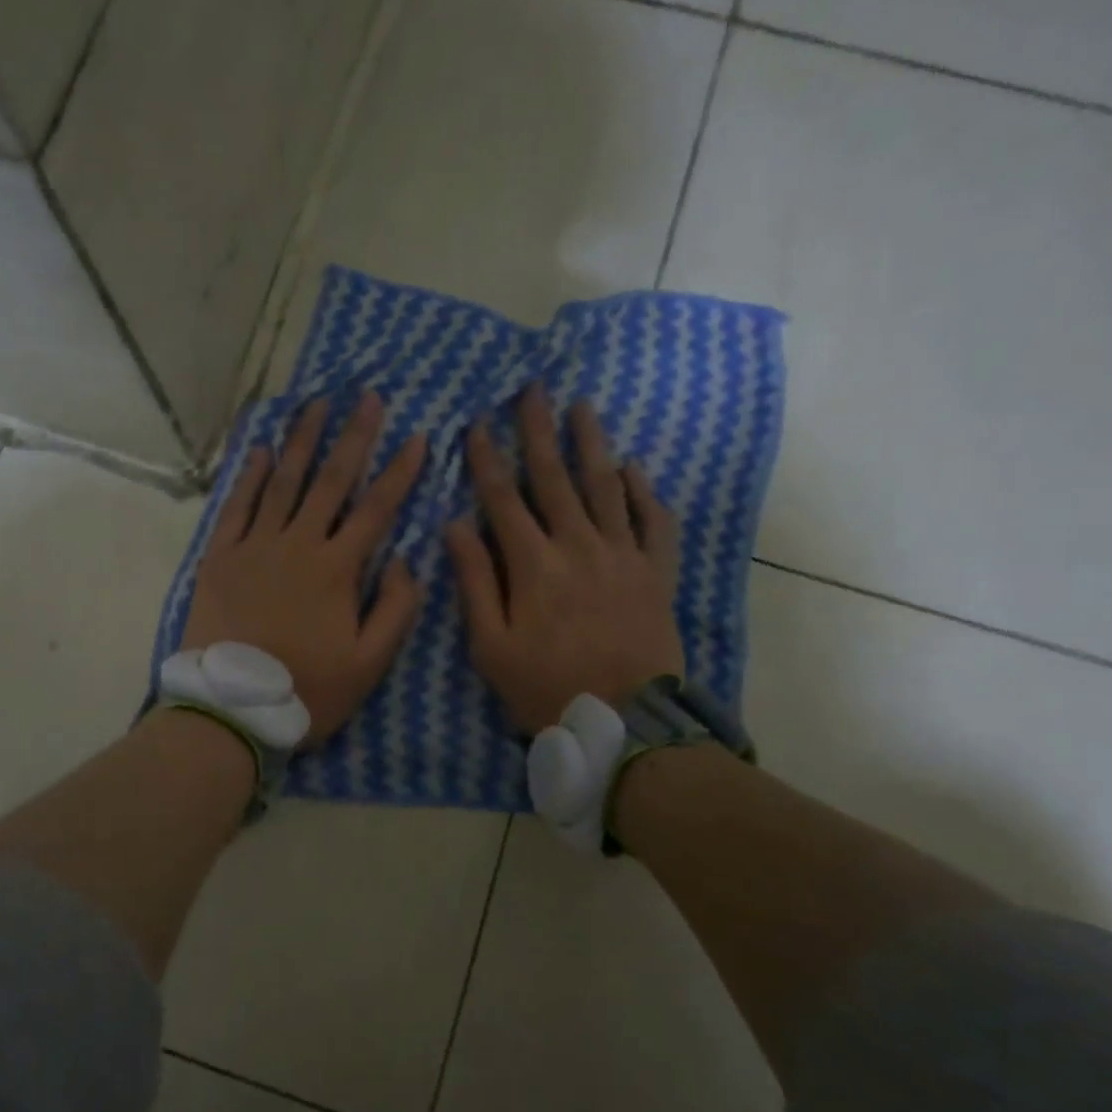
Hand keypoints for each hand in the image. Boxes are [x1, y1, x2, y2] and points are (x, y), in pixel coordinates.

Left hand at [182, 392, 427, 745]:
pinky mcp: (221, 557)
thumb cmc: (307, 690)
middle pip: (331, 481)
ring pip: (284, 482)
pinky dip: (250, 476)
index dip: (400, 472)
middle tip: (366, 396)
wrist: (232, 708)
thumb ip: (396, 608)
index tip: (419, 436)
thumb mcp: (370, 663)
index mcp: (337, 569)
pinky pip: (237, 506)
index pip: (377, 508)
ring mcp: (255, 546)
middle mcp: (298, 544)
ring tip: (315, 404)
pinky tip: (262, 450)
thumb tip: (403, 558)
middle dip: (353, 436)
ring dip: (302, 441)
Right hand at [446, 386, 682, 733]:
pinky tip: (633, 467)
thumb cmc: (544, 687)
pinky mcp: (656, 572)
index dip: (486, 459)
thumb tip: (455, 525)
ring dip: (591, 443)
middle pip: (555, 478)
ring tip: (582, 407)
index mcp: (534, 564)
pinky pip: (654, 521)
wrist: (624, 723)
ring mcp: (624, 555)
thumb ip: (475, 581)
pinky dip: (644, 491)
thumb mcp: (491, 645)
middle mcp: (579, 546)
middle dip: (539, 431)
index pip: (503, 498)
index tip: (474, 424)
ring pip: (606, 486)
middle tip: (533, 389)